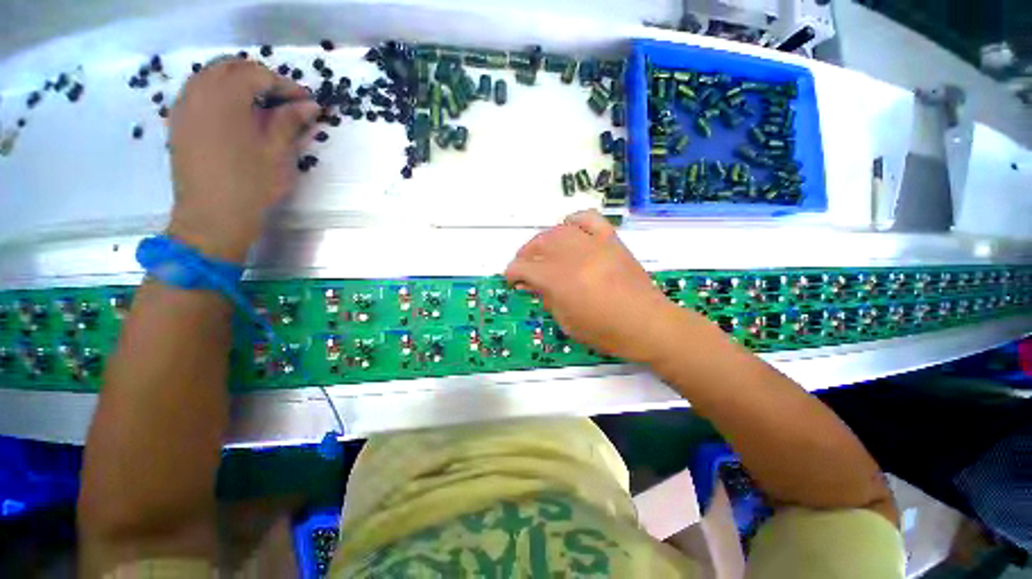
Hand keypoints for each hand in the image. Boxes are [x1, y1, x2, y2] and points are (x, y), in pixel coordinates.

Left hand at [166, 58, 319, 261]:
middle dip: (260, 77)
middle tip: (285, 99)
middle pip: (230, 67)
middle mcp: (199, 93)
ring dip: (238, 82)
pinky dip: (219, 93)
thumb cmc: (250, 186)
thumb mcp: (277, 153)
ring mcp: (183, 106)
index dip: (285, 85)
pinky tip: (235, 113)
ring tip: (262, 104)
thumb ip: (290, 122)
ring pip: (210, 76)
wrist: (212, 217)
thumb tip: (309, 105)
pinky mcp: (178, 122)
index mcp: (225, 98)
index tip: (306, 101)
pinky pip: (197, 92)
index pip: (258, 75)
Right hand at [505, 210, 692, 363]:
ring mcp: (593, 244)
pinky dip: (574, 221)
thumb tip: (532, 284)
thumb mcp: (566, 321)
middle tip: (525, 266)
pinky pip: (589, 219)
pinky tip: (569, 230)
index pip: (524, 266)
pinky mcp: (610, 240)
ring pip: (559, 230)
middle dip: (525, 254)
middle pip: (539, 244)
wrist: (647, 324)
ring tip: (543, 251)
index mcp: (558, 279)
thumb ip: (546, 298)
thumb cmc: (604, 331)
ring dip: (544, 239)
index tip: (511, 279)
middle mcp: (572, 255)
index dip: (512, 272)